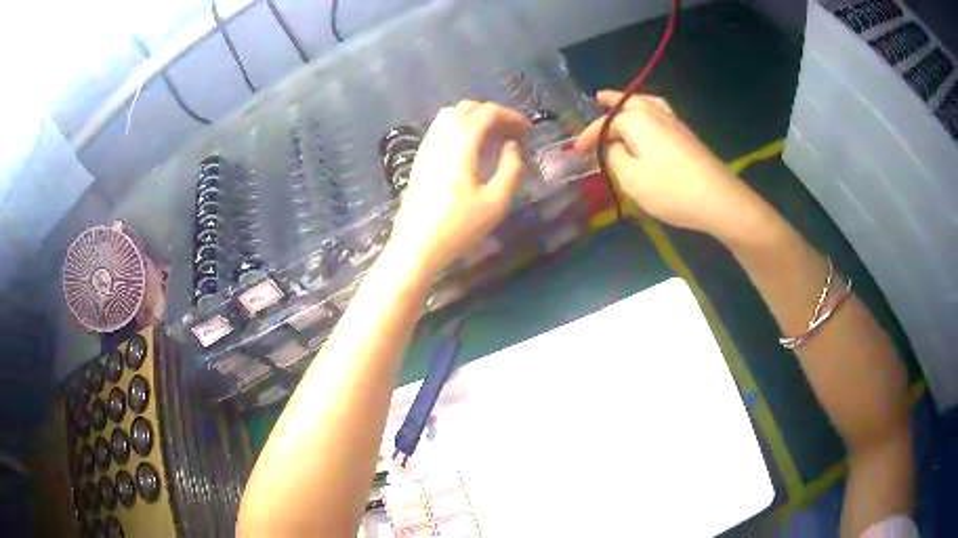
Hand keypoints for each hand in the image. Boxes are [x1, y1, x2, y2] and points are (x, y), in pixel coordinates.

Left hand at [386, 100, 531, 278]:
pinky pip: (440, 130)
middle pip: (467, 108)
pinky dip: (459, 128)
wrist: (416, 247)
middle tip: (512, 132)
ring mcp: (426, 147)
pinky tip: (469, 149)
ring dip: (473, 118)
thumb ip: (510, 168)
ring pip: (450, 116)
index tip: (528, 129)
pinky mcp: (419, 159)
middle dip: (492, 113)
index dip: (510, 116)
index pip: (487, 113)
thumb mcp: (496, 201)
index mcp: (461, 143)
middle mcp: (441, 137)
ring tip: (492, 137)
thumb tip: (513, 147)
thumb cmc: (459, 227)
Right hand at [574, 90, 765, 242]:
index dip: (589, 135)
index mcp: (637, 121)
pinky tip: (649, 120)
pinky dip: (648, 109)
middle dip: (612, 102)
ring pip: (648, 103)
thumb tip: (613, 146)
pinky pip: (661, 112)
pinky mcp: (687, 135)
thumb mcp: (632, 178)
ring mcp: (675, 123)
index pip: (606, 123)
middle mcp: (655, 114)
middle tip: (597, 98)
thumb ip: (615, 157)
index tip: (576, 151)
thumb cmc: (671, 189)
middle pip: (629, 102)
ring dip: (631, 101)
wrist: (719, 199)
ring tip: (622, 101)